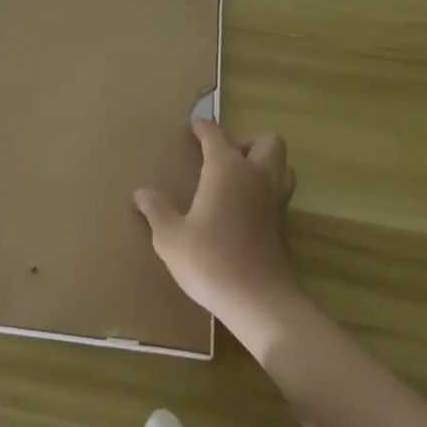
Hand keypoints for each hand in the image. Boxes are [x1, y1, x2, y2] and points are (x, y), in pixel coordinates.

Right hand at [134, 118, 302, 350]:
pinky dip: (267, 191)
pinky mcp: (284, 225)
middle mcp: (256, 176)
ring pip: (283, 166)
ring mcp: (275, 200)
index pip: (216, 135)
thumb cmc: (210, 261)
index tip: (194, 124)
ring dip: (266, 164)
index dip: (204, 127)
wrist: (260, 301)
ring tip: (240, 179)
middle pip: (268, 141)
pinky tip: (246, 209)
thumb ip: (157, 211)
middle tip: (224, 158)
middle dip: (248, 142)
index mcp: (226, 168)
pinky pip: (280, 193)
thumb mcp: (171, 238)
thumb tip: (142, 192)